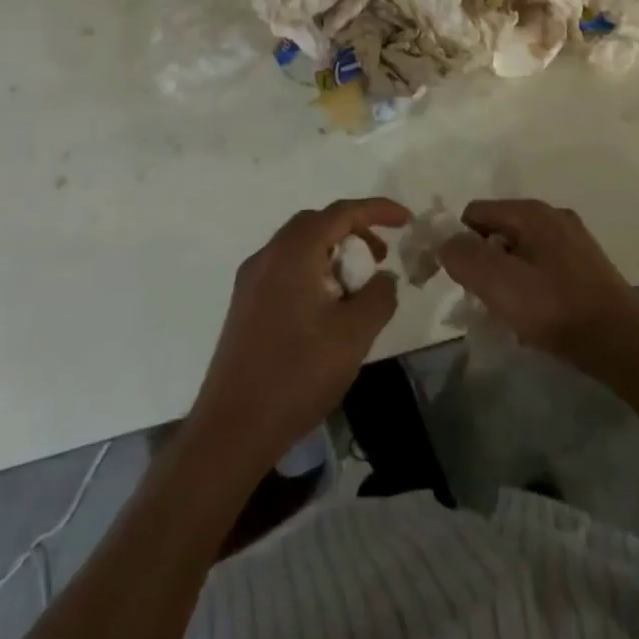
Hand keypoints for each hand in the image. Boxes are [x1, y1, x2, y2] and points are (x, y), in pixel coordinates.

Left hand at [187, 197, 409, 472]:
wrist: (233, 429)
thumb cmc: (297, 374)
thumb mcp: (354, 335)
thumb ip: (379, 296)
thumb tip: (384, 277)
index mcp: (294, 252)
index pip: (341, 212)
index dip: (377, 210)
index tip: (406, 220)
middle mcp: (268, 255)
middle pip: (317, 223)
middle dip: (354, 231)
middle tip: (379, 258)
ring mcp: (251, 280)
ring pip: (299, 246)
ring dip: (333, 253)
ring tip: (358, 287)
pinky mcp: (245, 305)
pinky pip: (285, 268)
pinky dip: (313, 271)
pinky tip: (327, 308)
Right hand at [437, 198, 638, 382]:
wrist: (625, 346)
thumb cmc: (558, 311)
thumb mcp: (500, 284)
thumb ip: (464, 257)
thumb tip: (444, 242)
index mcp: (532, 212)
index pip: (474, 213)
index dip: (459, 244)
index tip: (460, 282)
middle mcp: (553, 216)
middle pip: (497, 231)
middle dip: (484, 264)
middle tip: (486, 302)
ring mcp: (573, 240)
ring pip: (519, 251)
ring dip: (506, 279)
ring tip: (510, 315)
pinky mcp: (586, 264)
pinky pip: (541, 266)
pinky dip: (529, 286)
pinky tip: (536, 317)